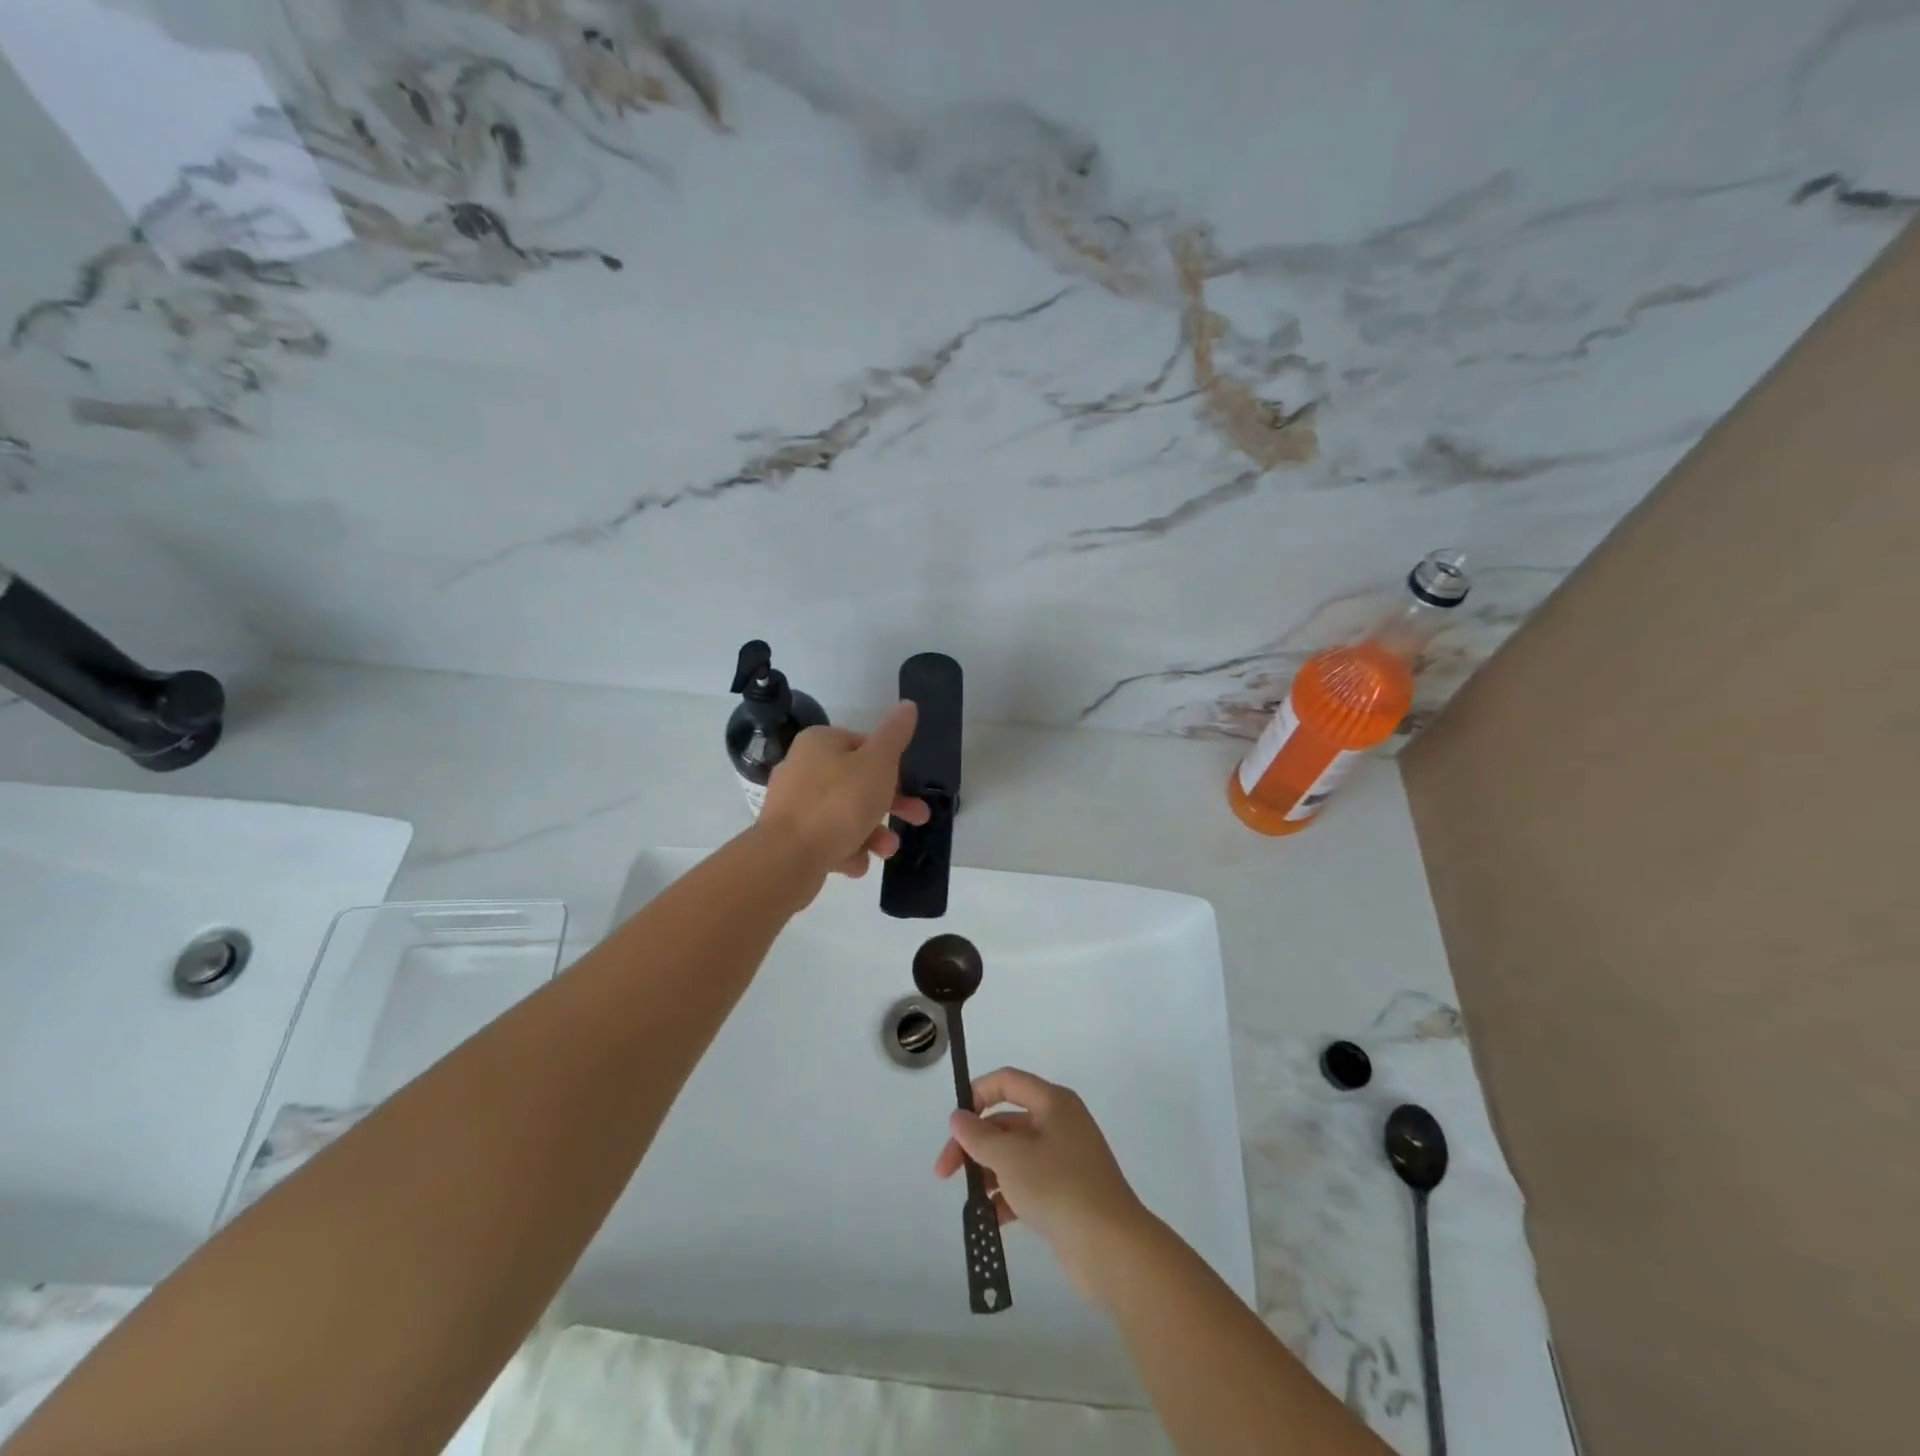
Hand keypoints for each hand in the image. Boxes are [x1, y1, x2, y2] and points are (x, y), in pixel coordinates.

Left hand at [756, 701, 930, 881]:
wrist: (788, 857)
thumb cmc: (839, 802)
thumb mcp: (878, 763)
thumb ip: (895, 735)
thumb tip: (908, 705)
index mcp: (819, 743)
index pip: (864, 745)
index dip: (890, 766)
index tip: (909, 786)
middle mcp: (802, 768)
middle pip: (857, 783)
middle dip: (891, 805)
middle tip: (917, 818)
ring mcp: (794, 805)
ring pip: (845, 815)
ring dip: (873, 833)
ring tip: (886, 851)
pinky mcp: (791, 837)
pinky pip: (828, 839)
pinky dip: (847, 850)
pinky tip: (857, 863)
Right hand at [934, 1067, 1153, 1301]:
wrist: (1112, 1248)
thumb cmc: (1059, 1188)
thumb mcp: (1010, 1158)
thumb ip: (978, 1136)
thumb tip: (958, 1116)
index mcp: (1053, 1102)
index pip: (1006, 1081)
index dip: (975, 1095)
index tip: (953, 1125)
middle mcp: (1060, 1123)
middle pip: (1006, 1121)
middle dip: (974, 1143)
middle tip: (945, 1172)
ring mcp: (1065, 1159)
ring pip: (1015, 1154)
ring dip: (989, 1172)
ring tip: (971, 1200)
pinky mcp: (1067, 1193)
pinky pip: (1028, 1183)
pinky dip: (1007, 1196)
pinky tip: (991, 1219)